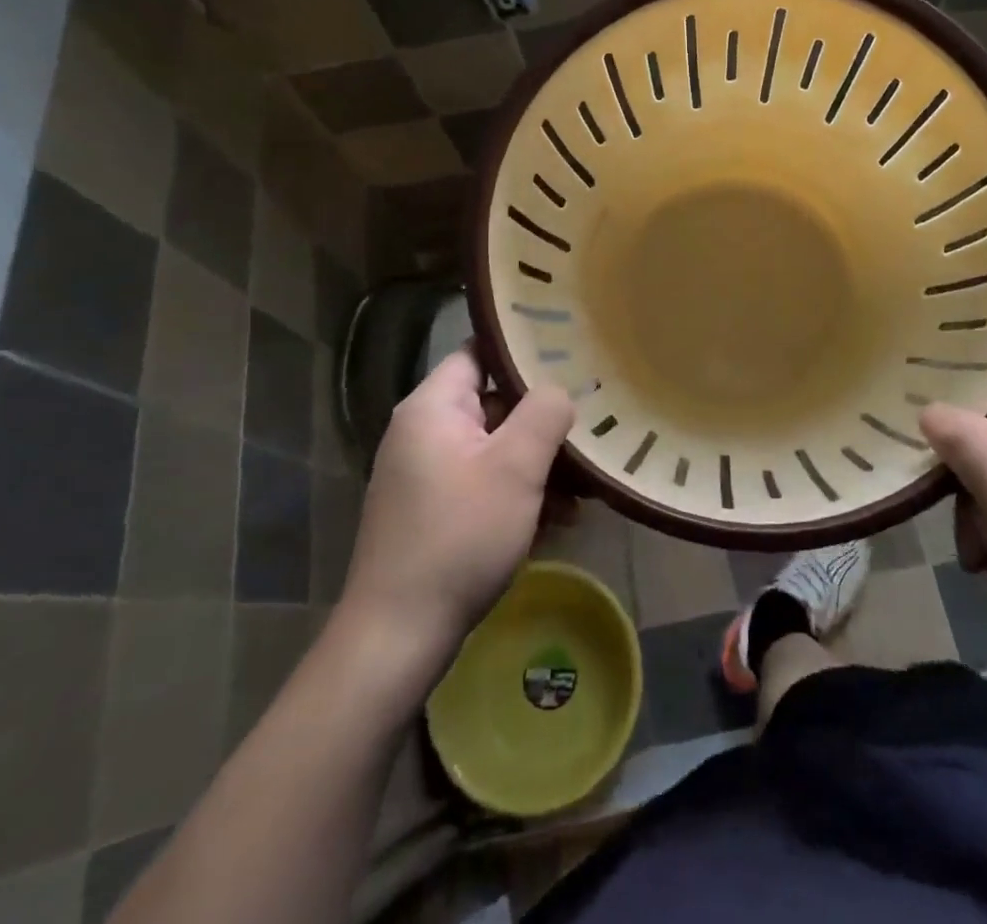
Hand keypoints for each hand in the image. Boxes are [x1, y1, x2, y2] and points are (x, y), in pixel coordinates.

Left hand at [342, 351, 573, 669]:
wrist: (398, 635)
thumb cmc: (460, 536)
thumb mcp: (516, 467)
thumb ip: (544, 412)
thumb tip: (559, 389)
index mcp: (432, 407)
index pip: (480, 352)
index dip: (524, 351)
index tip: (570, 357)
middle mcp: (423, 432)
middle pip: (494, 404)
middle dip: (542, 422)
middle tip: (588, 433)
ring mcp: (425, 474)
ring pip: (494, 449)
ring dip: (537, 466)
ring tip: (582, 493)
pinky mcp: (432, 511)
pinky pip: (482, 483)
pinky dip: (517, 494)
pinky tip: (556, 522)